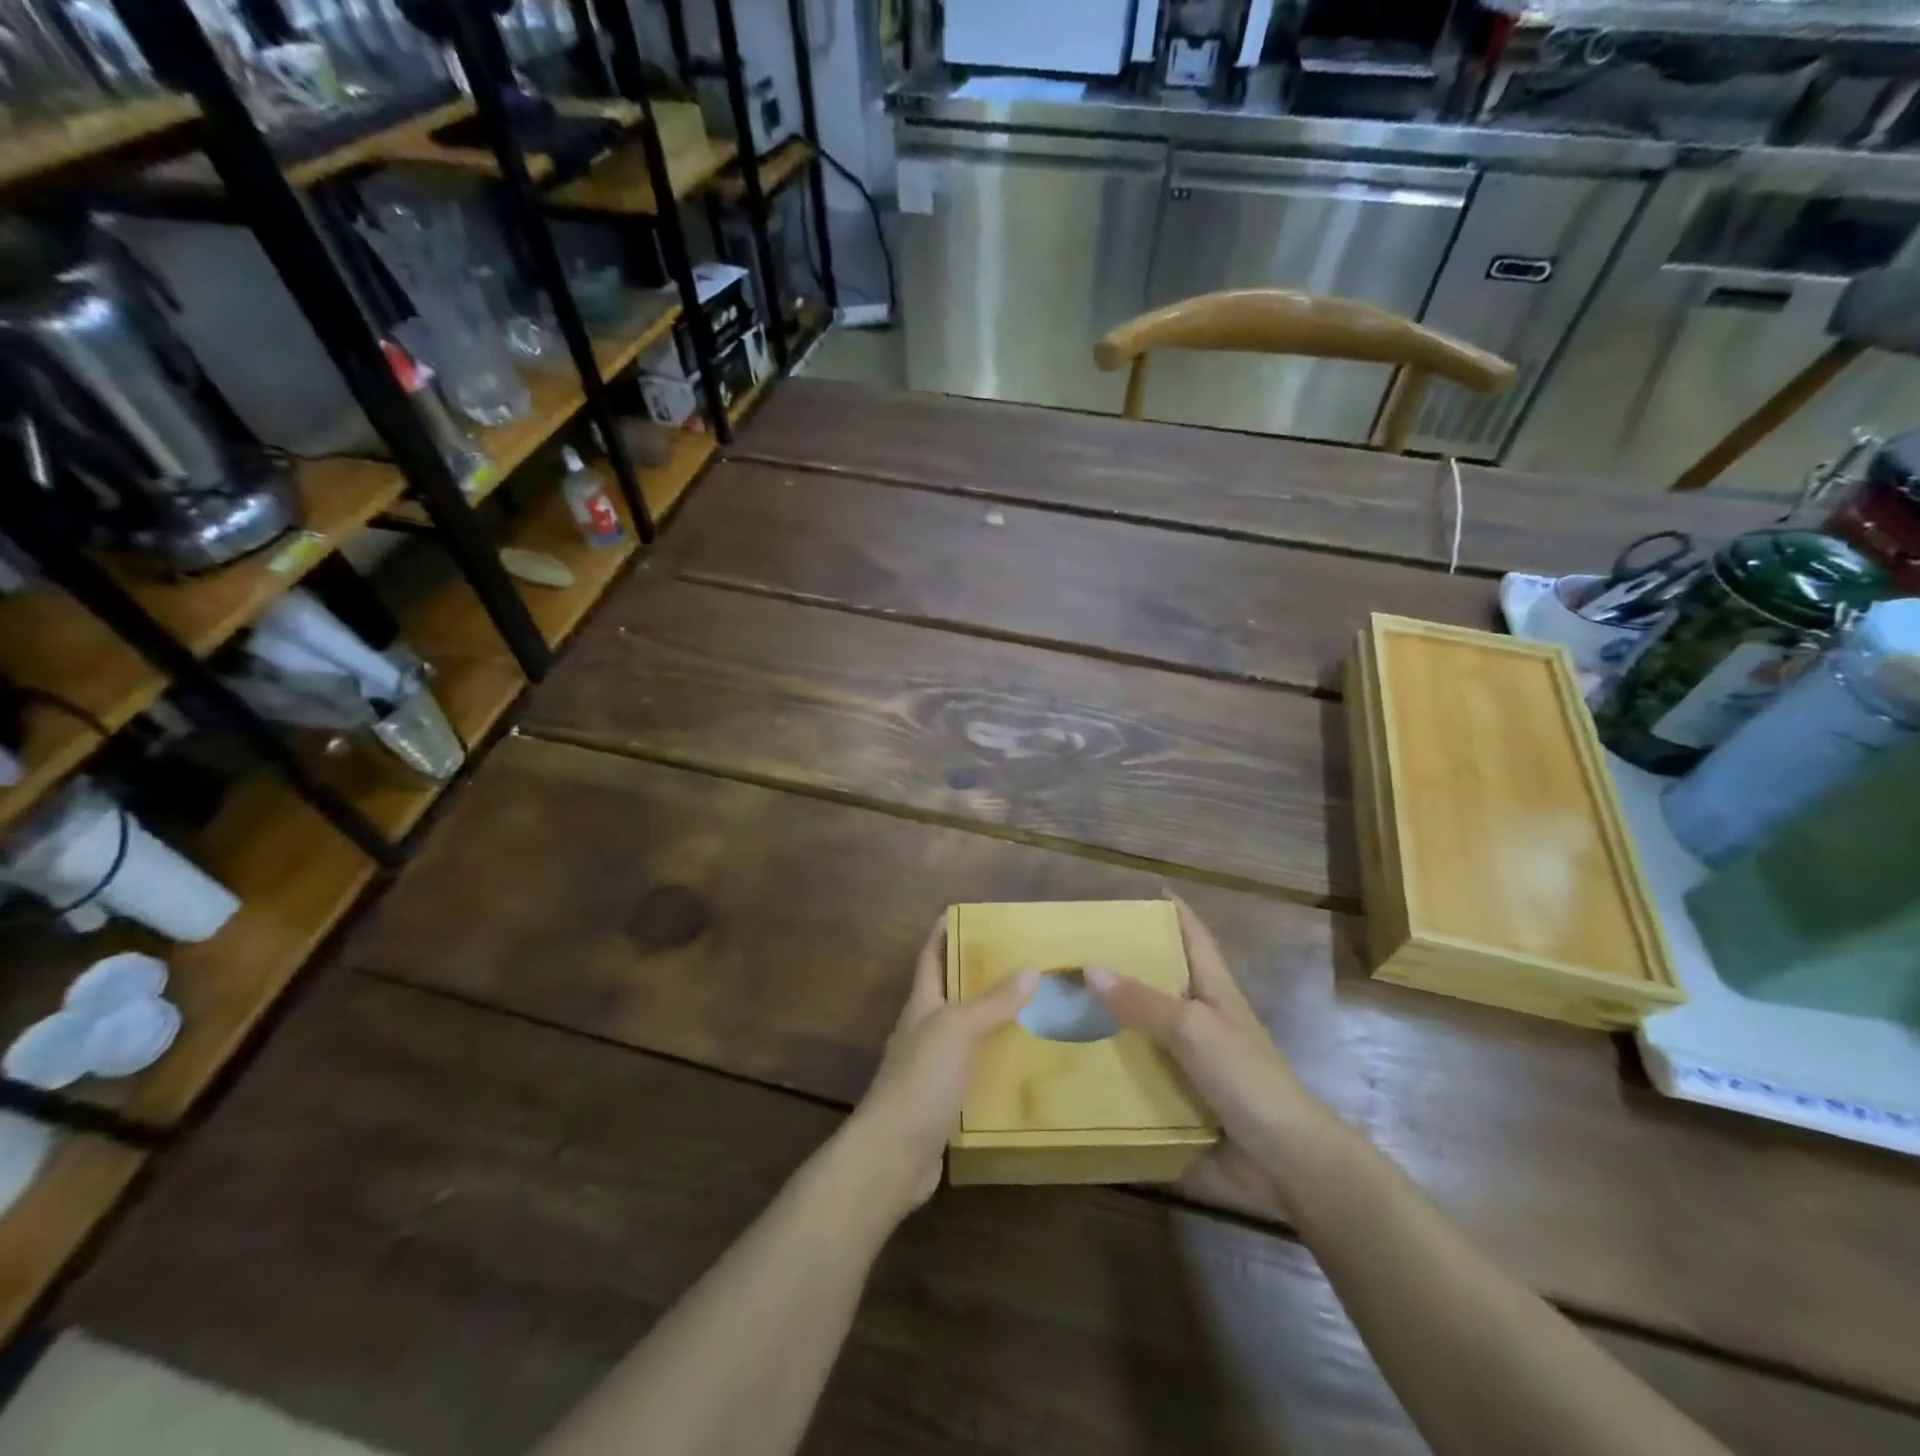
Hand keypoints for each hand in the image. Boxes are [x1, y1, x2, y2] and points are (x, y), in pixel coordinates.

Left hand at [842, 916, 1036, 1217]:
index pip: (932, 957)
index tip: (969, 913)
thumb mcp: (957, 1031)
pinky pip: (978, 1074)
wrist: (892, 1157)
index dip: (944, 932)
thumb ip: (992, 1003)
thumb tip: (1031, 969)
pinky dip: (1000, 1065)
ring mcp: (934, 1069)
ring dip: (997, 1022)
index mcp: (922, 1006)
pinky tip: (1028, 1067)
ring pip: (970, 1035)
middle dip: (983, 976)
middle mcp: (926, 1031)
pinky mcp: (947, 1103)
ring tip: (1039, 1009)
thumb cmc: (920, 1081)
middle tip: (1025, 961)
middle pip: (954, 994)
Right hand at [1086, 898, 1324, 1218]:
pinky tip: (1075, 1066)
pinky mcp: (1180, 1100)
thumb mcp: (1193, 1029)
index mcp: (1214, 991)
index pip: (1194, 937)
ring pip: (1144, 1030)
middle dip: (1124, 965)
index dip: (1173, 912)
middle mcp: (1201, 1021)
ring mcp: (1191, 1063)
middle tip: (1076, 952)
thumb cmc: (1247, 1080)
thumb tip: (1090, 968)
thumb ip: (1143, 1001)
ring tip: (1061, 1006)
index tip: (1142, 892)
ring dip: (1110, 1021)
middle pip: (1161, 981)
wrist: (1285, 1163)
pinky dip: (1112, 1069)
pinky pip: (1139, 1076)